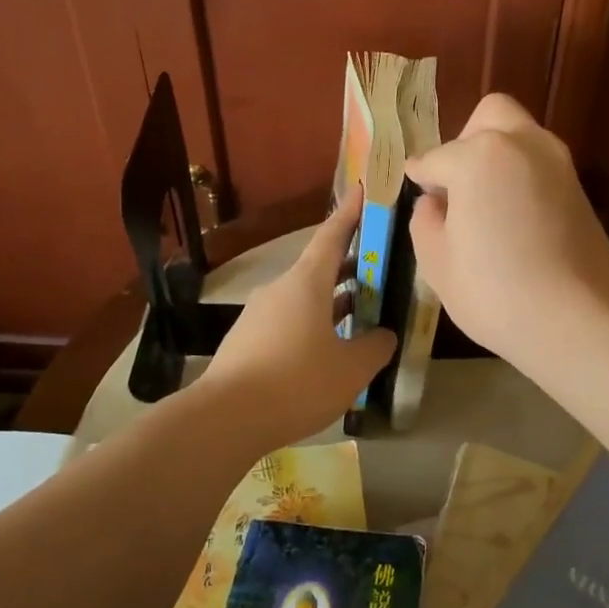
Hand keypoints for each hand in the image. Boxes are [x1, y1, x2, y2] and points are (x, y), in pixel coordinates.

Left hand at [198, 186, 396, 450]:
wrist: (224, 419)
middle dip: (351, 265)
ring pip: (305, 298)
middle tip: (381, 265)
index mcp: (306, 283)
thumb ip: (375, 347)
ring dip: (334, 300)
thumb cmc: (296, 382)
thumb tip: (383, 335)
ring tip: (363, 311)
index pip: (332, 235)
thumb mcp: (351, 369)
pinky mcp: (249, 340)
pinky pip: (290, 322)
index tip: (363, 188)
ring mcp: (260, 315)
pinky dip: (315, 324)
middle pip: (320, 268)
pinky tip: (330, 350)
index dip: (351, 212)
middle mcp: (280, 289)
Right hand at [407, 94, 608, 364]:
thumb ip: (426, 219)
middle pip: (489, 116)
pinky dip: (521, 177)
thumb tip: (435, 202)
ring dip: (497, 157)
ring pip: (520, 136)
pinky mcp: (579, 188)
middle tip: (457, 184)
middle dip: (467, 140)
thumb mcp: (436, 260)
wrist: (577, 320)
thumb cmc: (493, 291)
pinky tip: (512, 219)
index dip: (419, 176)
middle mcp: (521, 144)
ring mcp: (557, 163)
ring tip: (484, 204)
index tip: (414, 187)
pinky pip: (539, 165)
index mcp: (478, 156)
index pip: (435, 158)